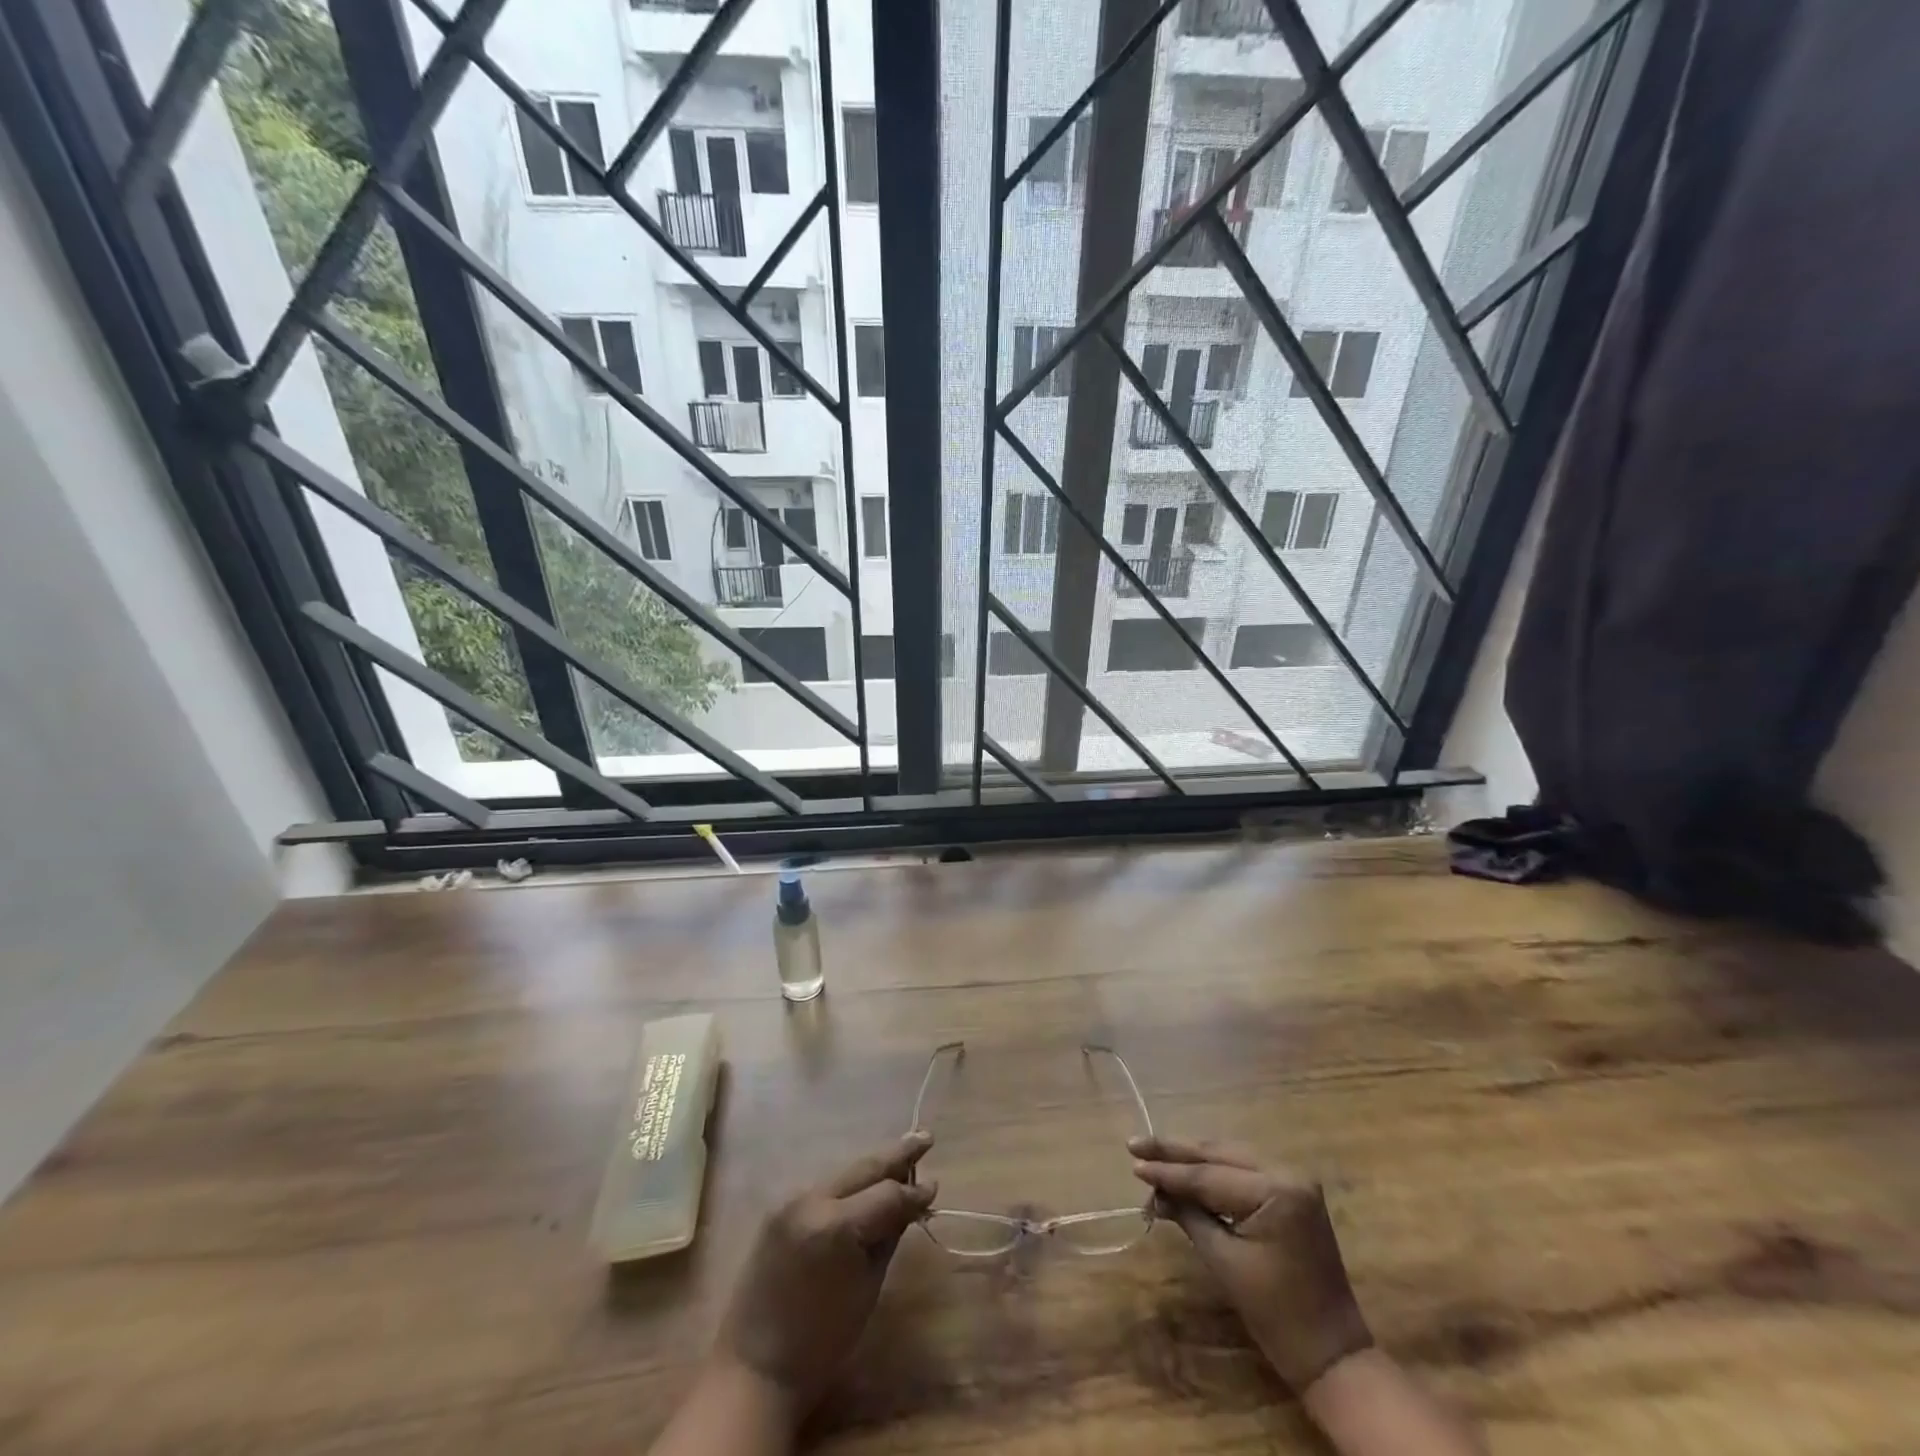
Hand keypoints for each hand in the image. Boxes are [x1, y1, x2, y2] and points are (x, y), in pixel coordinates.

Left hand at [714, 1133, 935, 1416]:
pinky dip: (849, 1185)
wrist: (755, 1368)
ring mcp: (789, 1200)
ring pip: (844, 1174)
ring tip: (902, 1157)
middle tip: (926, 1138)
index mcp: (834, 1225)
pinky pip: (824, 1188)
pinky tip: (867, 1183)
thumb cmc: (821, 1340)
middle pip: (863, 1168)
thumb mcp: (868, 1287)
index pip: (886, 1193)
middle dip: (897, 1154)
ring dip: (872, 1168)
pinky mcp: (778, 1208)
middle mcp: (810, 1200)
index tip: (935, 1187)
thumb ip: (889, 1235)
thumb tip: (915, 1199)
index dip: (913, 1190)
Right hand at [1131, 1136, 1372, 1392]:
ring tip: (1153, 1155)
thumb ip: (1189, 1216)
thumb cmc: (1278, 1314)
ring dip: (1192, 1160)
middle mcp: (1288, 1172)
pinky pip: (1244, 1171)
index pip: (1209, 1176)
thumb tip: (1155, 1192)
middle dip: (1175, 1152)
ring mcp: (1294, 1180)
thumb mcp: (1225, 1262)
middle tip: (1135, 1145)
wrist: (1332, 1354)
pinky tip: (1187, 1171)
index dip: (1168, 1171)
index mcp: (1277, 1190)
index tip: (1133, 1162)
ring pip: (1230, 1158)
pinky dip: (1213, 1172)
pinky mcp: (1292, 1192)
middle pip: (1219, 1155)